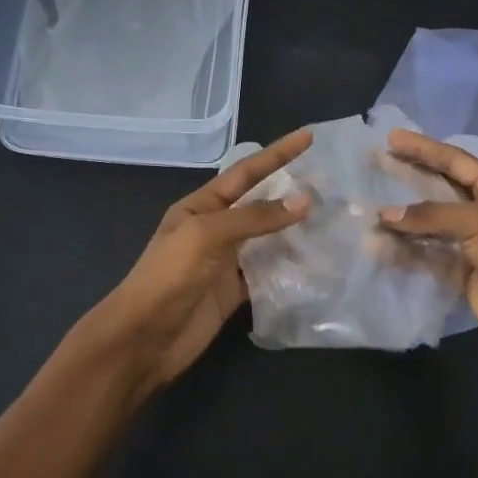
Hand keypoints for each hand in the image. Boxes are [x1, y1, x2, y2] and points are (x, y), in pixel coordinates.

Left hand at [82, 129, 312, 393]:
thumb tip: (304, 200)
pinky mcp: (235, 292)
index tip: (308, 137)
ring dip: (296, 231)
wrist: (143, 340)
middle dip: (292, 192)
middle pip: (260, 204)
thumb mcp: (206, 235)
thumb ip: (254, 217)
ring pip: (268, 239)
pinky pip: (268, 273)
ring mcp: (226, 262)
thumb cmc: (168, 277)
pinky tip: (316, 263)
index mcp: (201, 206)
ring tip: (334, 220)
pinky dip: (290, 268)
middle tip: (332, 183)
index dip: (277, 154)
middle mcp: (215, 229)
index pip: (246, 172)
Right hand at [379, 130, 477, 357]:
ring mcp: (471, 241)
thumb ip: (431, 214)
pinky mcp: (460, 269)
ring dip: (402, 218)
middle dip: (408, 176)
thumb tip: (385, 215)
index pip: (454, 160)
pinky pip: (426, 253)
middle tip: (375, 163)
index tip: (391, 137)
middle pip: (438, 187)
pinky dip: (405, 249)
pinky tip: (379, 245)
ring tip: (368, 209)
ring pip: (429, 223)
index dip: (423, 148)